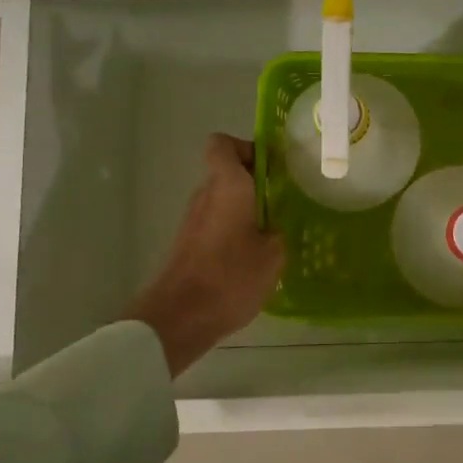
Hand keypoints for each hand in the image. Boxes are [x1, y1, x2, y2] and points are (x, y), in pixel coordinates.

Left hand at [125, 134, 285, 376]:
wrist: (179, 317)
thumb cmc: (230, 277)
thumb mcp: (273, 255)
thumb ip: (278, 232)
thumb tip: (275, 227)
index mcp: (228, 186)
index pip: (222, 144)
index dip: (246, 148)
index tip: (271, 168)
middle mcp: (205, 195)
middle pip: (226, 172)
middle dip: (253, 182)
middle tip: (282, 202)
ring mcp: (192, 220)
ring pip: (221, 199)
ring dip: (244, 209)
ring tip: (271, 233)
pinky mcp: (188, 243)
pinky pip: (215, 223)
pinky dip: (232, 230)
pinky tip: (251, 256)